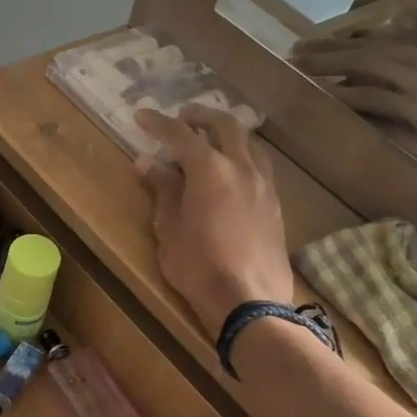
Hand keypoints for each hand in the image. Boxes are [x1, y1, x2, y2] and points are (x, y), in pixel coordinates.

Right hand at [135, 105, 295, 334]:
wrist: (249, 301)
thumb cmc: (198, 267)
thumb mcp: (169, 229)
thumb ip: (163, 190)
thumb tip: (149, 163)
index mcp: (210, 170)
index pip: (181, 134)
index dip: (158, 123)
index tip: (141, 116)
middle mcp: (242, 167)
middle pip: (226, 125)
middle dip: (201, 116)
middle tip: (183, 118)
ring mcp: (264, 185)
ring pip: (250, 144)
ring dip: (228, 136)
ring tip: (211, 143)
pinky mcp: (275, 206)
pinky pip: (260, 167)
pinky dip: (242, 159)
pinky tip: (232, 176)